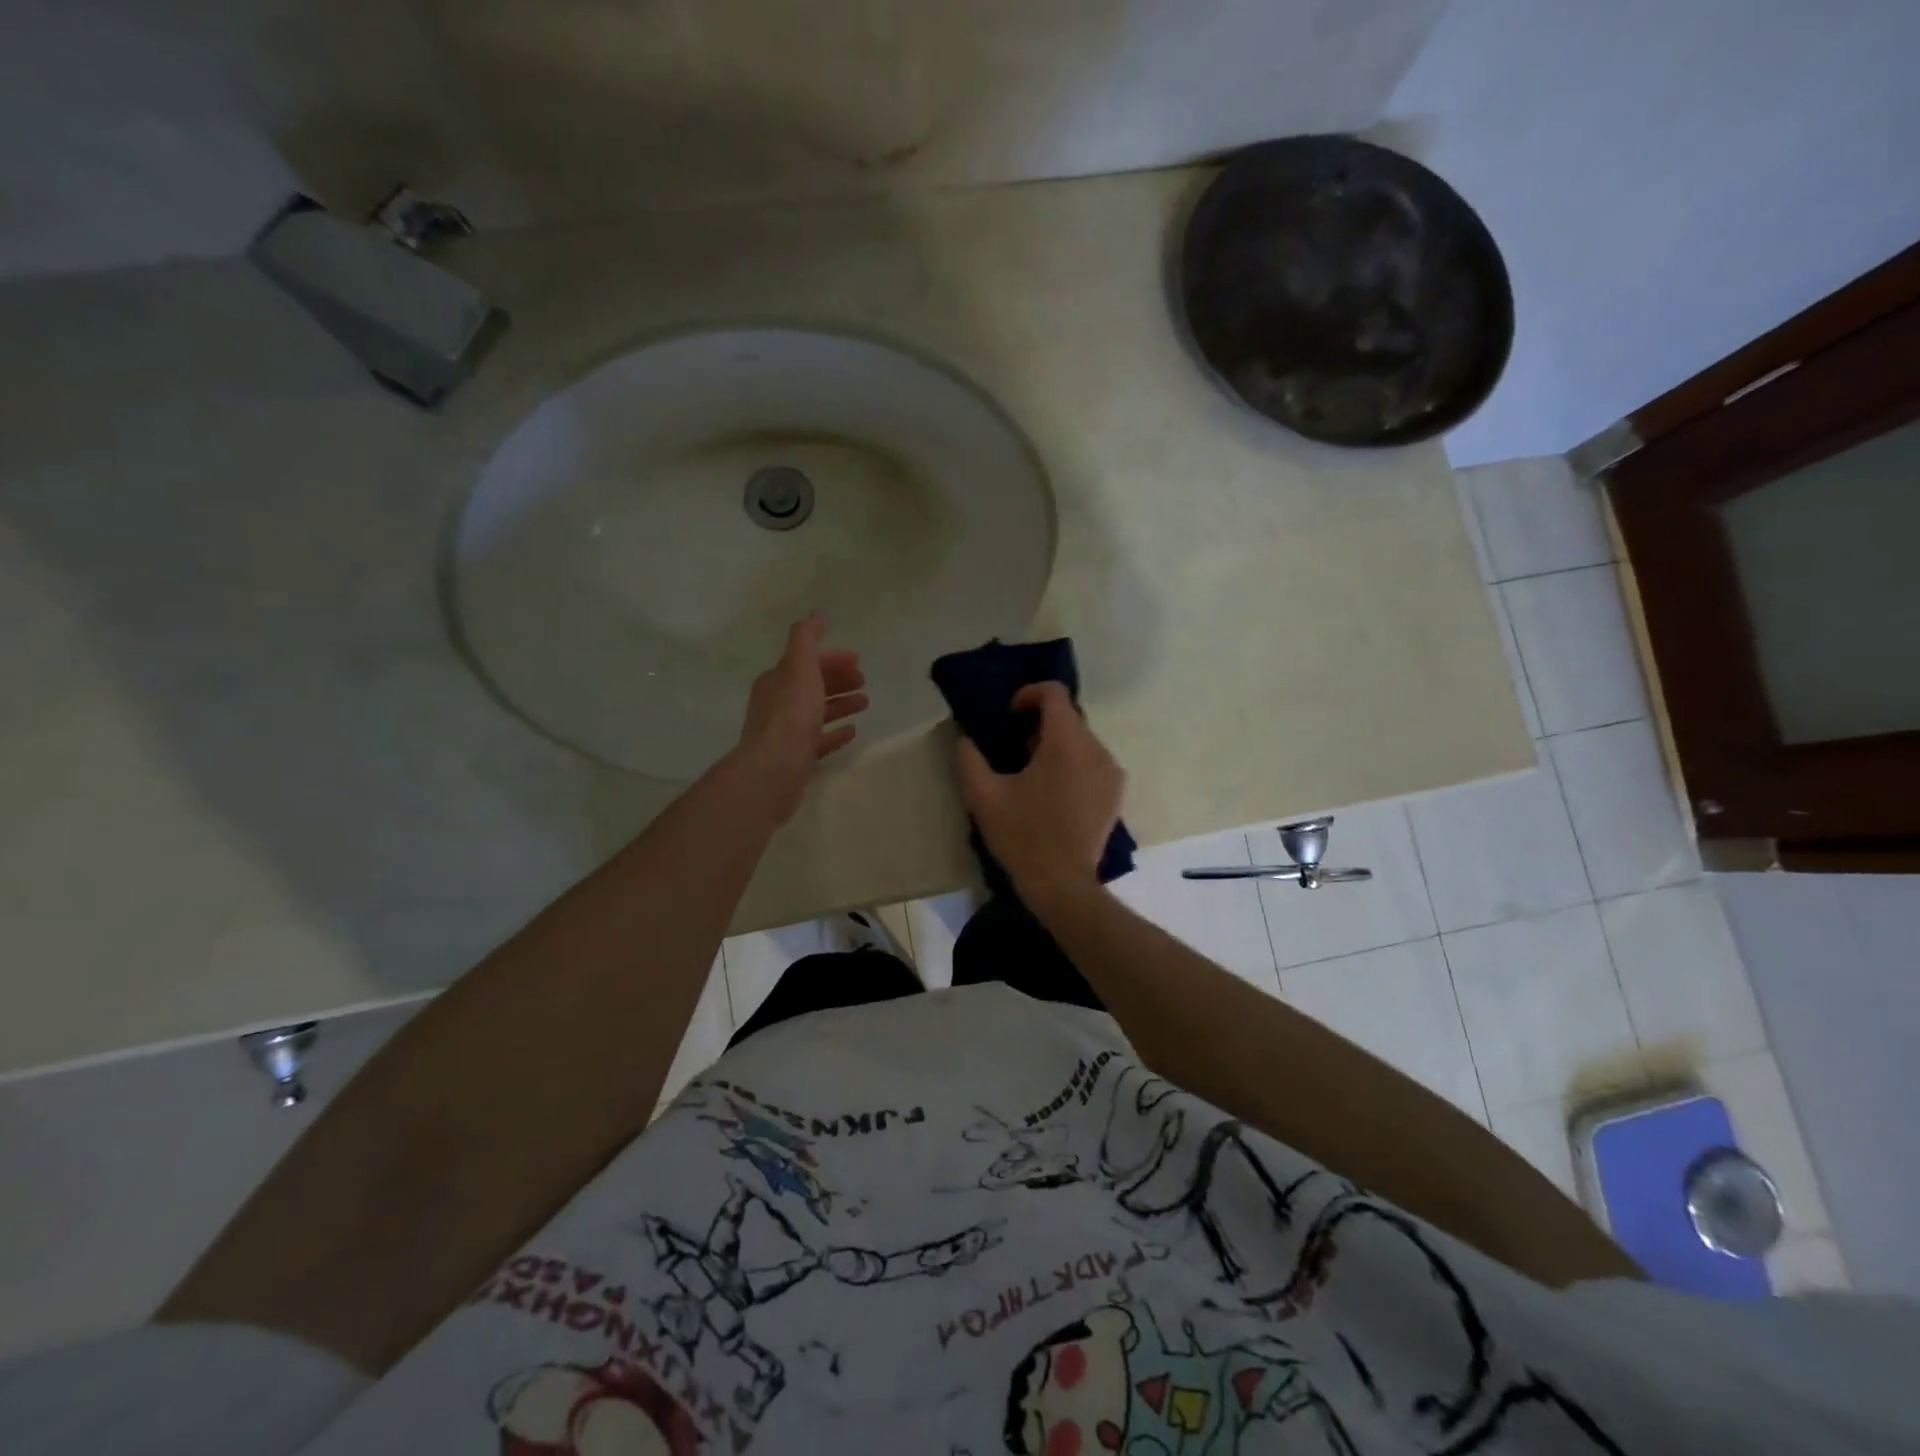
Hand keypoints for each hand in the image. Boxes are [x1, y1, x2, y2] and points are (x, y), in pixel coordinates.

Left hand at [730, 613, 868, 822]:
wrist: (774, 769)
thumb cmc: (790, 714)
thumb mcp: (799, 667)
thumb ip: (806, 639)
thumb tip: (815, 614)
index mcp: (777, 680)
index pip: (806, 663)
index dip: (832, 658)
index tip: (859, 661)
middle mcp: (778, 704)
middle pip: (812, 686)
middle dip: (838, 680)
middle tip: (864, 681)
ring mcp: (786, 733)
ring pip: (817, 712)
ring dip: (841, 704)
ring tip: (865, 704)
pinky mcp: (796, 758)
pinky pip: (819, 740)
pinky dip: (836, 733)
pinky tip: (852, 732)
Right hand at [954, 681, 1123, 900]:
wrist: (1062, 884)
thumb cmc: (1022, 836)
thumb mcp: (983, 796)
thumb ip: (969, 758)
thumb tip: (965, 739)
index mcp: (1066, 743)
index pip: (1055, 694)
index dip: (1029, 694)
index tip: (1010, 715)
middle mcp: (1096, 749)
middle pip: (1069, 717)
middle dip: (1040, 724)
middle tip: (1015, 750)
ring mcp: (1111, 772)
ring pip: (1082, 740)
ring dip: (1057, 745)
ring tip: (1034, 774)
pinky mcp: (1116, 793)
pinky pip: (1093, 763)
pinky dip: (1073, 764)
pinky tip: (1054, 792)